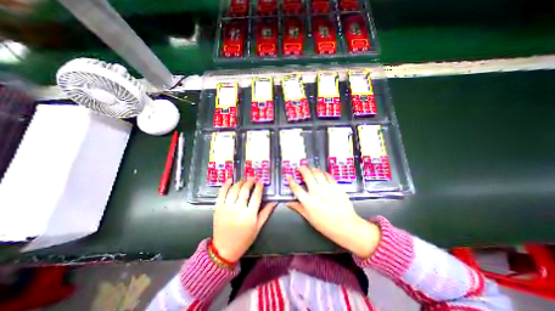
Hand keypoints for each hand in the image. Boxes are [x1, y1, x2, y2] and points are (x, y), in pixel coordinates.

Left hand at [211, 178, 275, 262]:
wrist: (224, 249)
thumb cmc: (244, 239)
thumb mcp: (258, 227)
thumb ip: (266, 212)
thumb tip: (274, 201)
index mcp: (249, 215)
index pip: (256, 196)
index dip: (259, 186)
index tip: (261, 181)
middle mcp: (238, 209)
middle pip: (245, 190)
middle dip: (250, 182)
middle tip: (253, 178)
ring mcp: (226, 207)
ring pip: (234, 189)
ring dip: (240, 182)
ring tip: (244, 180)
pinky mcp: (218, 208)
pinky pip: (221, 193)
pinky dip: (226, 185)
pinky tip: (230, 180)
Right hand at [286, 167, 381, 257]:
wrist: (346, 226)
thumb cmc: (326, 225)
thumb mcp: (309, 218)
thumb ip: (298, 208)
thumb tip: (288, 203)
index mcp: (308, 202)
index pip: (296, 188)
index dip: (291, 181)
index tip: (289, 176)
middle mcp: (316, 193)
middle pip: (307, 176)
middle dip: (302, 169)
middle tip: (300, 167)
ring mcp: (327, 188)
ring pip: (317, 173)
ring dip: (312, 168)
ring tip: (310, 168)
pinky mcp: (336, 187)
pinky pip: (328, 175)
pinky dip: (323, 172)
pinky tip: (321, 172)